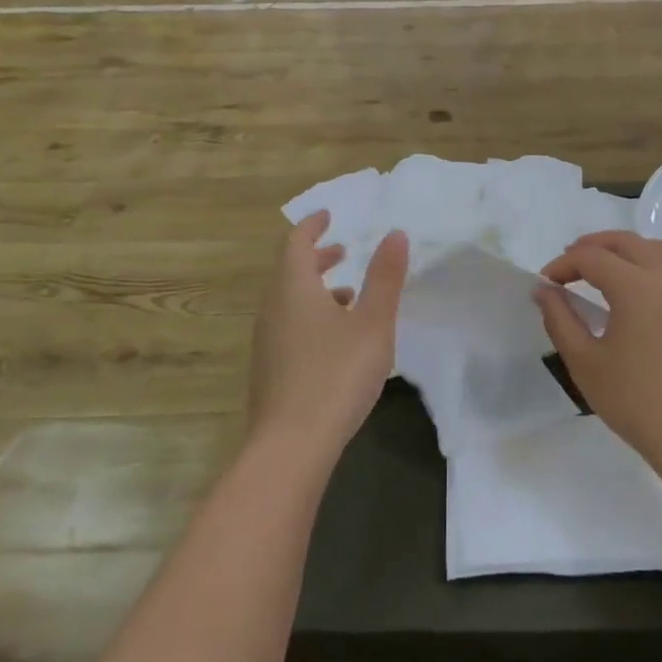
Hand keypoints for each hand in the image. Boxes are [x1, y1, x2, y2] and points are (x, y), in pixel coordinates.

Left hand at [247, 211, 408, 464]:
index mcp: (293, 288)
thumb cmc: (336, 374)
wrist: (291, 445)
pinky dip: (311, 316)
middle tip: (342, 251)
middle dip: (316, 257)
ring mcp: (267, 342)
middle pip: (290, 271)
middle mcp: (273, 309)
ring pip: (289, 301)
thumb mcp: (373, 323)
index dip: (312, 226)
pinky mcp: (269, 370)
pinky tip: (336, 340)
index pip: (296, 243)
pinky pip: (289, 326)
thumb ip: (385, 277)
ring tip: (349, 295)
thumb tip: (395, 234)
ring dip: (316, 289)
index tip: (328, 215)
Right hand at [534, 232, 661, 481]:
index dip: (563, 264)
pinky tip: (634, 286)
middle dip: (592, 246)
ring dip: (624, 248)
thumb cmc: (634, 401)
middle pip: (625, 242)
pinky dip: (649, 260)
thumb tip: (543, 290)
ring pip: (655, 247)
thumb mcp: (584, 362)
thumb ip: (559, 319)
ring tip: (602, 266)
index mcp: (636, 288)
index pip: (592, 258)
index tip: (545, 282)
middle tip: (567, 265)